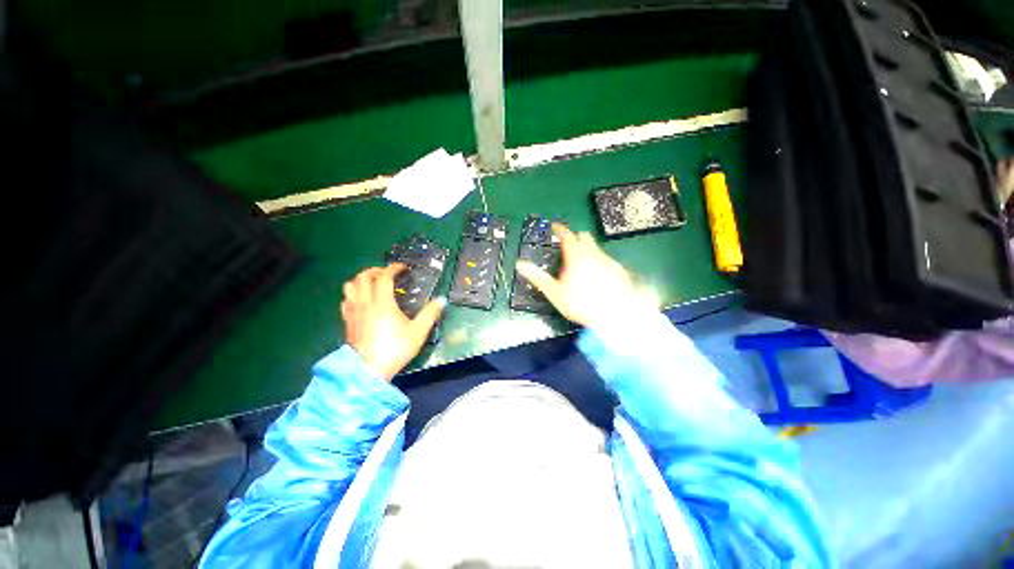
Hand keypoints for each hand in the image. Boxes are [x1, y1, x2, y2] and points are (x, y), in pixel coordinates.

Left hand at [341, 264, 443, 380]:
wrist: (368, 369)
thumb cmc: (394, 350)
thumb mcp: (417, 334)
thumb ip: (429, 315)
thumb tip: (441, 300)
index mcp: (382, 301)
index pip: (384, 275)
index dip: (393, 268)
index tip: (402, 269)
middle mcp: (365, 301)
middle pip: (363, 276)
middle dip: (374, 271)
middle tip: (384, 274)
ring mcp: (353, 311)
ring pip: (350, 285)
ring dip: (359, 281)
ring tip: (369, 285)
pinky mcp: (346, 321)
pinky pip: (345, 300)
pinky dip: (351, 296)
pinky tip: (359, 302)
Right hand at [516, 224, 654, 327]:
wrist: (615, 314)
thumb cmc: (581, 304)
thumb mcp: (555, 293)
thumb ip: (538, 277)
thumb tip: (521, 264)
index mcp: (576, 255)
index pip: (566, 235)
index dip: (559, 229)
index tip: (555, 227)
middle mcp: (593, 253)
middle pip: (584, 237)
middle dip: (576, 238)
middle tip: (568, 246)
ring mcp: (609, 261)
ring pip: (597, 249)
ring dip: (589, 252)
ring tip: (583, 265)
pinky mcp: (620, 271)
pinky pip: (608, 261)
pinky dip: (601, 264)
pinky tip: (600, 277)